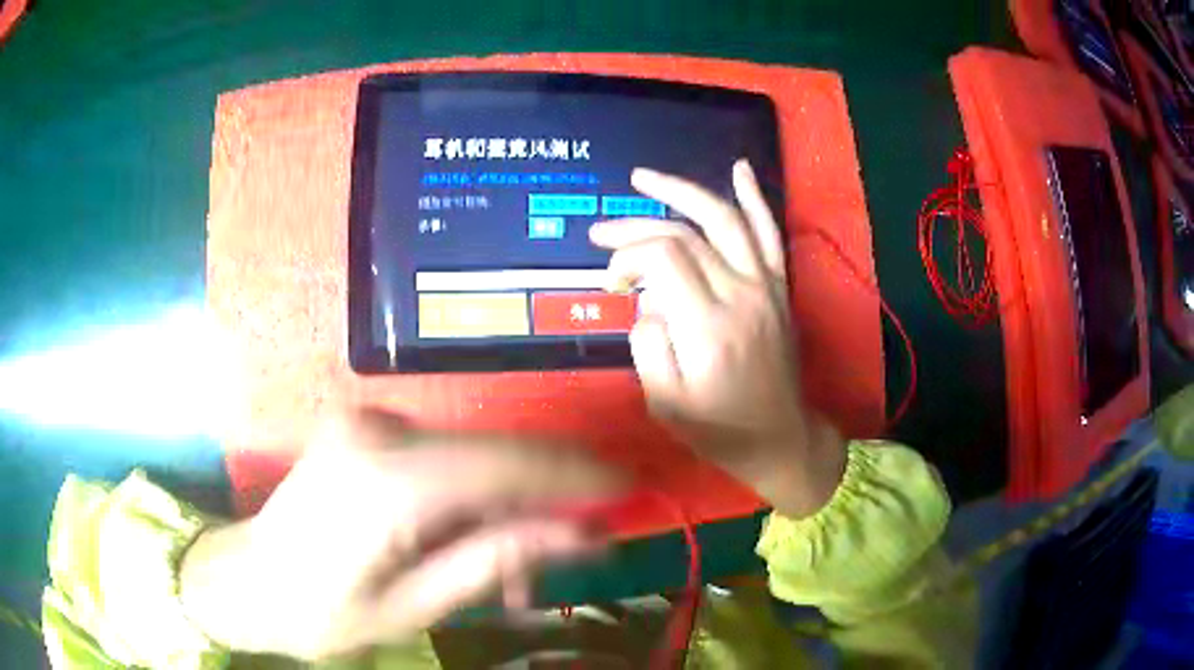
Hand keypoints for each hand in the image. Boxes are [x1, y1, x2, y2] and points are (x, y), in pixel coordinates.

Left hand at [179, 410, 622, 659]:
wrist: (245, 580)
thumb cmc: (320, 612)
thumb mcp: (412, 608)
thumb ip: (492, 560)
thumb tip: (578, 531)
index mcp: (387, 481)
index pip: (508, 464)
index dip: (575, 474)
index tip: (627, 490)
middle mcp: (380, 433)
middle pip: (495, 455)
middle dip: (544, 501)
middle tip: (570, 554)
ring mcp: (369, 424)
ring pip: (472, 458)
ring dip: (505, 508)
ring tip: (510, 572)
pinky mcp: (365, 431)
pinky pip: (442, 457)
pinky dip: (471, 497)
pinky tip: (469, 540)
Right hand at [590, 160, 845, 517]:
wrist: (781, 437)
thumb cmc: (721, 429)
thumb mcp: (666, 405)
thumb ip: (648, 346)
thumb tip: (646, 303)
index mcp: (708, 327)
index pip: (662, 259)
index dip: (626, 258)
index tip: (612, 285)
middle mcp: (740, 294)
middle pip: (685, 235)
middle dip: (636, 226)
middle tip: (600, 230)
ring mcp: (765, 286)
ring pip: (725, 219)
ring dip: (683, 192)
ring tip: (646, 178)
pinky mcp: (778, 287)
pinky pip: (768, 232)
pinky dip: (754, 197)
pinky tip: (738, 168)